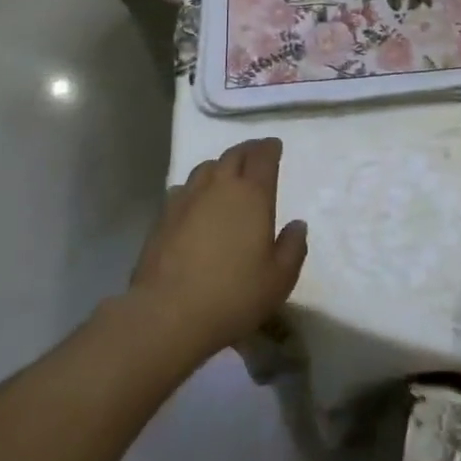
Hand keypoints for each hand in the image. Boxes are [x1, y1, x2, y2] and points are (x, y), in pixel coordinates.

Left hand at [128, 138, 307, 359]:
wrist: (167, 314)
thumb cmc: (233, 296)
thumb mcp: (279, 280)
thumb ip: (293, 247)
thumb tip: (297, 224)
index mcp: (252, 195)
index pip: (263, 157)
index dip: (270, 148)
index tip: (275, 146)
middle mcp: (219, 187)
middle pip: (234, 155)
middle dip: (248, 151)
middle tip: (255, 154)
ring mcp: (187, 199)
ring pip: (206, 168)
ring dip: (220, 166)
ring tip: (226, 175)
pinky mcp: (163, 217)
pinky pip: (183, 188)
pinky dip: (196, 188)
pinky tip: (195, 202)